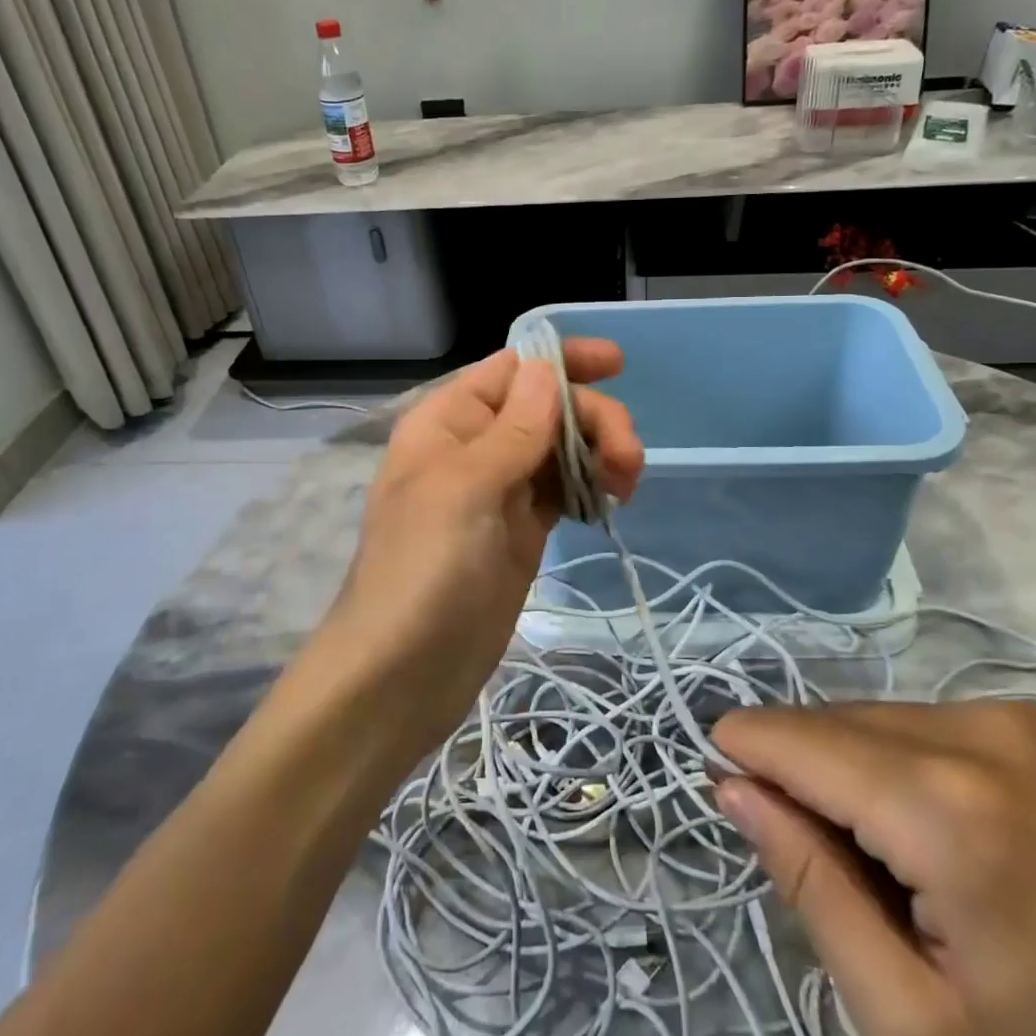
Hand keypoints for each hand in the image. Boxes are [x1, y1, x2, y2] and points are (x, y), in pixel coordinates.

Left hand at [326, 340, 642, 748]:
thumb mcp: (466, 489)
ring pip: (562, 448)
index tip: (617, 364)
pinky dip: (591, 486)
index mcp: (448, 422)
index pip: (511, 369)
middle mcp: (475, 447)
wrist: (404, 674)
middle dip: (594, 421)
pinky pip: (565, 489)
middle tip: (630, 462)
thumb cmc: (423, 572)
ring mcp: (501, 491)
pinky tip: (612, 502)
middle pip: (547, 408)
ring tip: (627, 486)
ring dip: (600, 453)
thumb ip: (512, 429)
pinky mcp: (522, 531)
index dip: (562, 361)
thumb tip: (546, 367)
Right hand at [712, 702, 1035, 1035]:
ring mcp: (1031, 716)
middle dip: (801, 765)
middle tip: (805, 845)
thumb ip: (811, 888)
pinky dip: (908, 760)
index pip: (800, 740)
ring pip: (886, 717)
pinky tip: (940, 829)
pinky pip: (937, 722)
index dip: (745, 748)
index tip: (714, 771)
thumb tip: (734, 788)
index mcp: (950, 808)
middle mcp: (987, 728)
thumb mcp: (916, 1029)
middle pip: (841, 721)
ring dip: (856, 765)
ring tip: (884, 853)